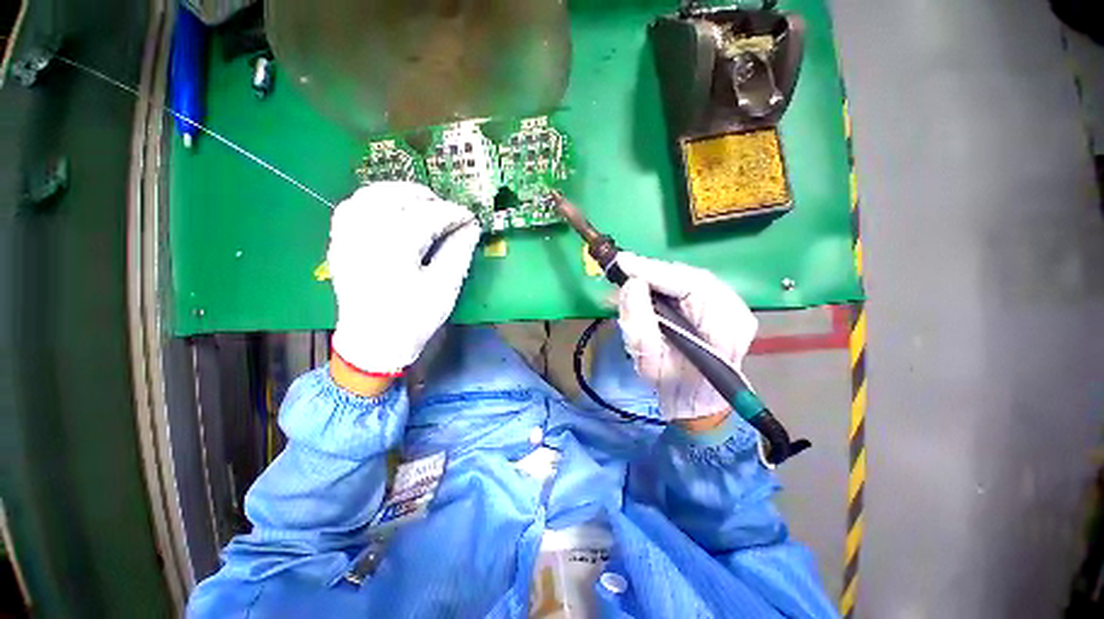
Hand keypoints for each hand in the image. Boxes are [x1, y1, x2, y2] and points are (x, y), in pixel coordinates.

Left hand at [329, 182, 480, 375]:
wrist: (373, 343)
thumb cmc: (413, 319)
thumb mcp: (444, 288)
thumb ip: (459, 252)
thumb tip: (471, 227)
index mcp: (393, 249)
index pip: (427, 215)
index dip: (452, 213)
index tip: (469, 217)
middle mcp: (364, 235)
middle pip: (393, 196)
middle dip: (424, 196)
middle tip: (446, 209)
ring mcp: (346, 238)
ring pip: (369, 195)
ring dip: (398, 193)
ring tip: (421, 204)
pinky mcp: (339, 244)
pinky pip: (351, 208)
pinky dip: (373, 201)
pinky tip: (390, 211)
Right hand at [615, 253, 757, 421]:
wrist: (697, 399)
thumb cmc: (673, 387)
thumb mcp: (649, 363)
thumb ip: (639, 324)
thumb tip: (632, 285)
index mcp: (725, 330)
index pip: (690, 285)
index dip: (654, 271)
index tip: (623, 263)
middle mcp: (737, 312)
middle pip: (691, 277)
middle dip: (654, 271)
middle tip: (624, 268)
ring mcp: (734, 307)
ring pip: (690, 278)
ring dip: (658, 276)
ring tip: (633, 275)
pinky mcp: (725, 305)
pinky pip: (691, 285)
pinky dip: (666, 282)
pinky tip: (649, 284)